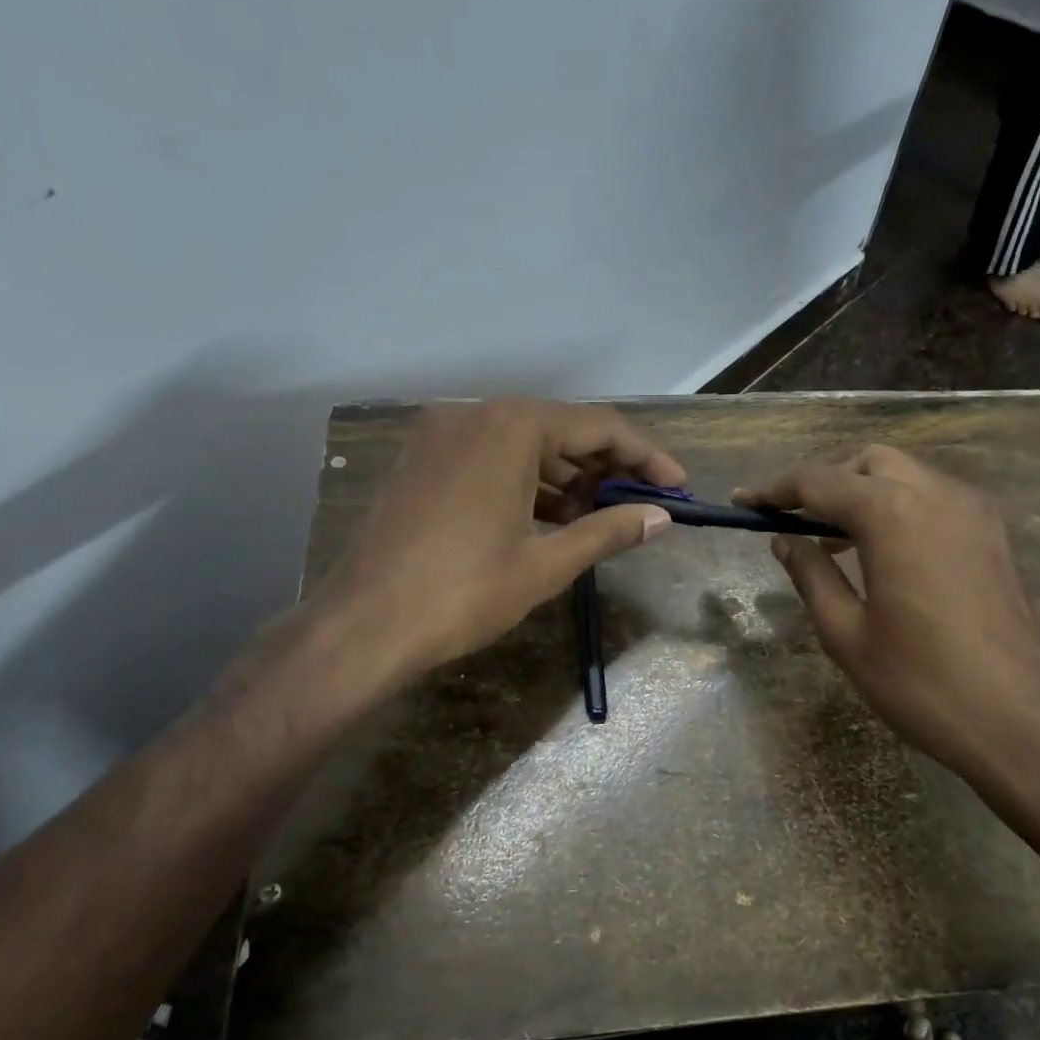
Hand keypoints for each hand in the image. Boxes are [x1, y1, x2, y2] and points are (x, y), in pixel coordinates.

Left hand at [318, 398, 681, 681]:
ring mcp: (441, 435)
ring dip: (567, 476)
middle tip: (640, 504)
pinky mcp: (422, 460)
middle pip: (561, 429)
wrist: (364, 625)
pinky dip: (526, 481)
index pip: (599, 427)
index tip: (676, 486)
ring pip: (524, 444)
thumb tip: (659, 518)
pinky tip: (549, 516)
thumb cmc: (464, 592)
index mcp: (511, 427)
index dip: (646, 456)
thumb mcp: (546, 564)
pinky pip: (490, 457)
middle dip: (606, 466)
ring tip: (600, 517)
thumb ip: (608, 531)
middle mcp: (475, 414)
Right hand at [737, 446, 1039, 803]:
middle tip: (796, 524)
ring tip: (836, 542)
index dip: (774, 490)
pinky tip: (886, 553)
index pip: (818, 481)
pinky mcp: (994, 535)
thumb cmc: (921, 683)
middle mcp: (936, 495)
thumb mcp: (846, 634)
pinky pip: (935, 498)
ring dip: (864, 492)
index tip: (742, 501)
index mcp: (892, 513)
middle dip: (826, 482)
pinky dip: (900, 506)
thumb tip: (785, 540)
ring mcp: (974, 512)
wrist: (1022, 724)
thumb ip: (811, 575)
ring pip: (906, 475)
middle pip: (867, 463)